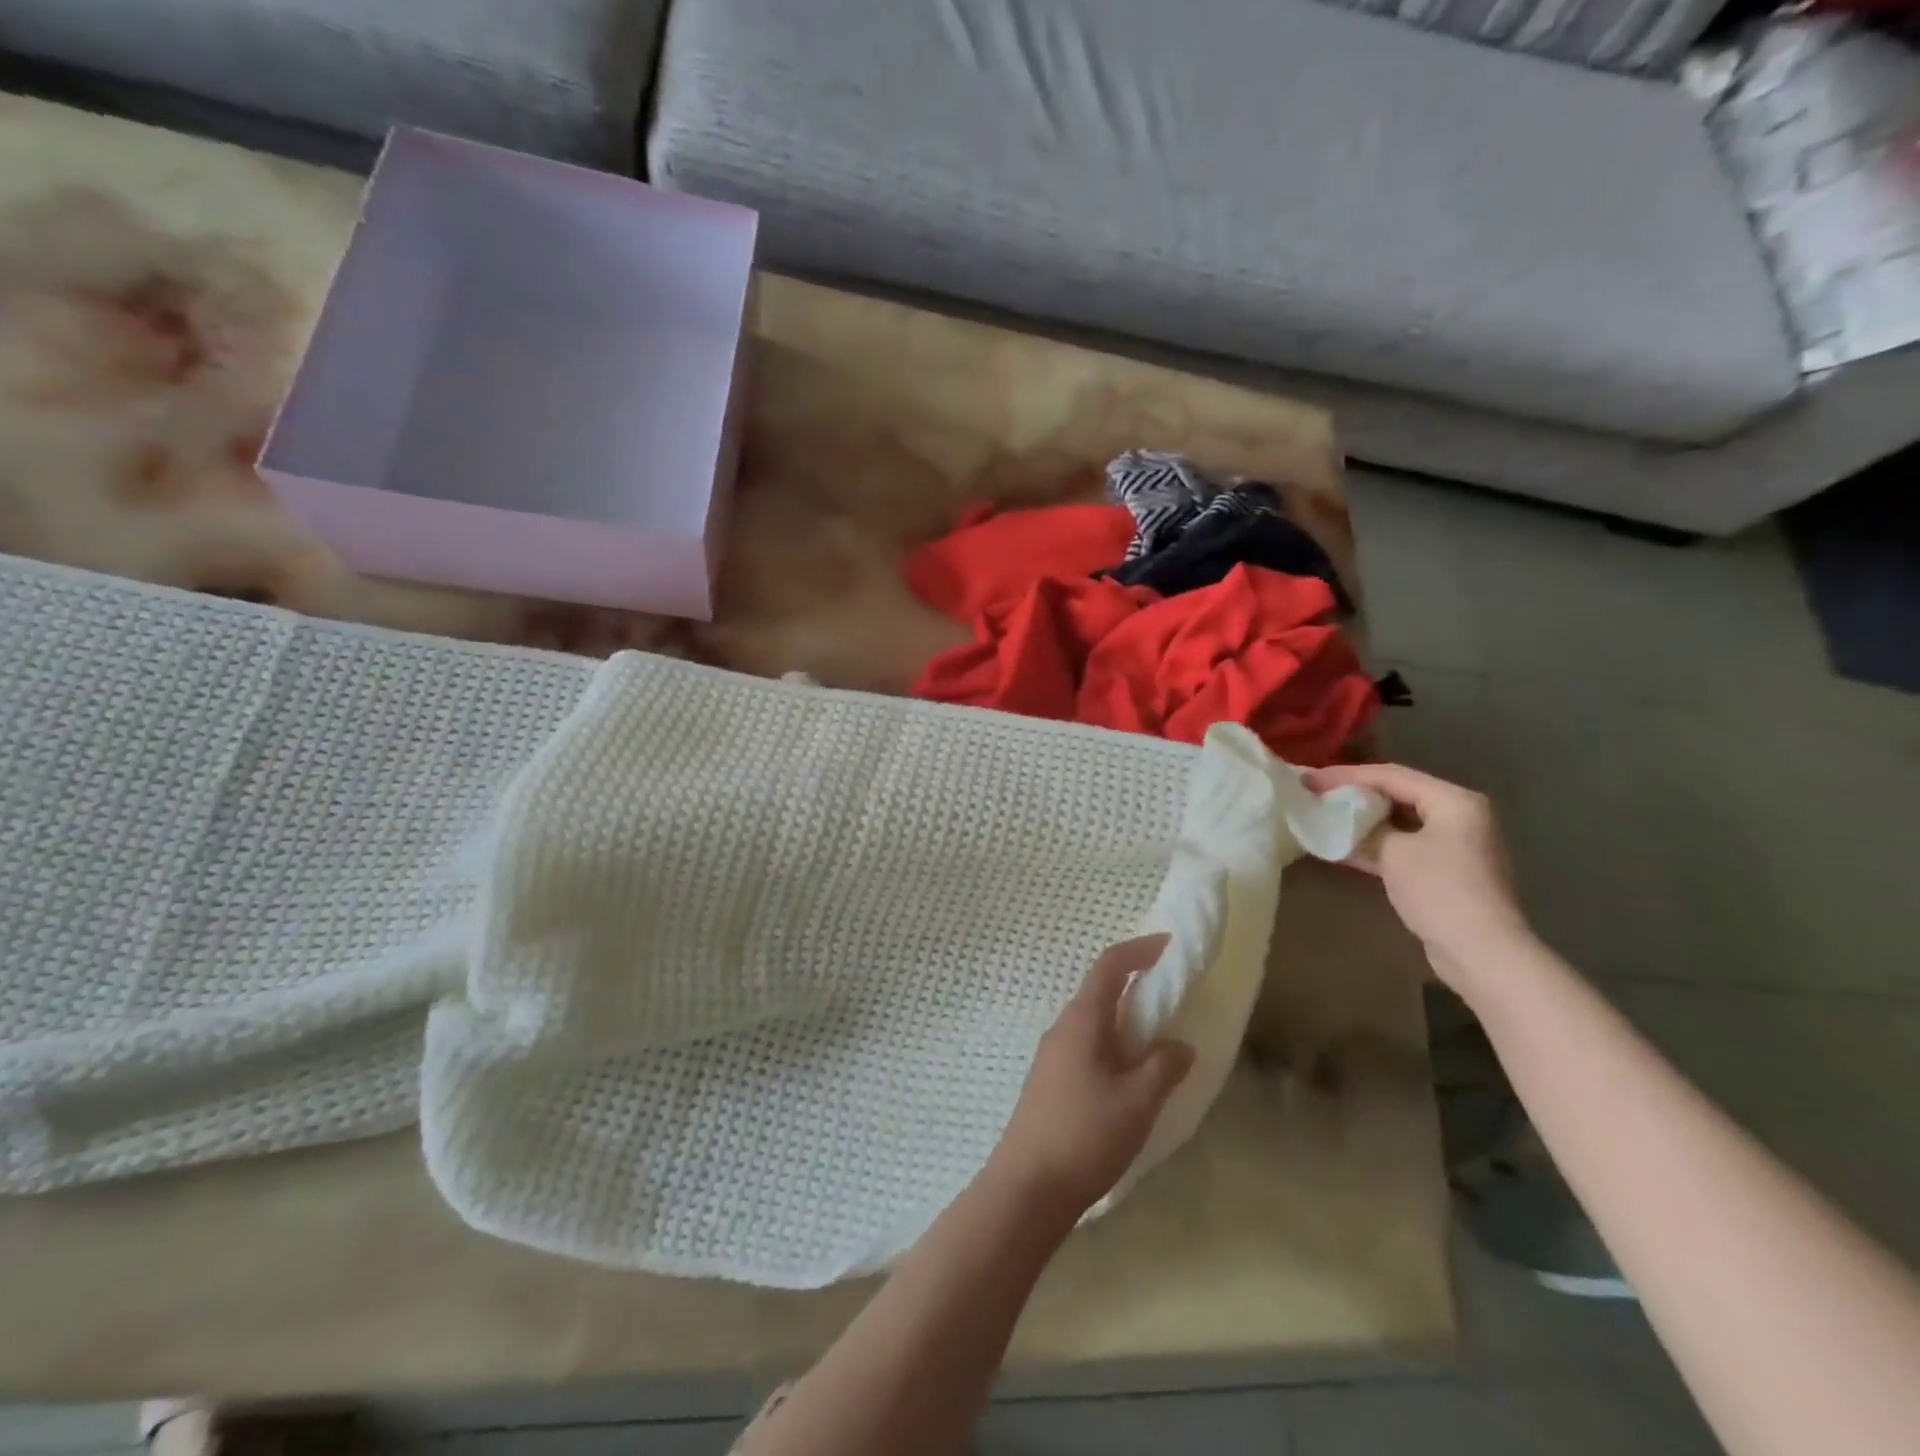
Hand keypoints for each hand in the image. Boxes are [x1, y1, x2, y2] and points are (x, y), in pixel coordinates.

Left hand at [986, 936, 1194, 1220]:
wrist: (1027, 1185)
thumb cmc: (1085, 1135)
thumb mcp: (1137, 1102)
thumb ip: (1163, 1068)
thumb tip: (1179, 1045)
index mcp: (1082, 1021)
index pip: (1109, 966)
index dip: (1138, 950)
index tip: (1167, 945)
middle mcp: (1063, 1028)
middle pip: (1099, 991)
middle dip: (1134, 985)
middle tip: (1170, 994)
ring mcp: (1052, 1055)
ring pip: (1094, 1022)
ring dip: (1124, 1020)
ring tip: (1157, 1039)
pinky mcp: (1050, 1081)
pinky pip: (1086, 1046)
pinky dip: (1113, 1045)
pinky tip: (1130, 1075)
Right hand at [1305, 763, 1534, 991]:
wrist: (1481, 952)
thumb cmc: (1440, 891)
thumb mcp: (1394, 853)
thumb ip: (1366, 830)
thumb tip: (1339, 822)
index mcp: (1454, 801)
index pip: (1391, 775)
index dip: (1345, 776)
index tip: (1308, 780)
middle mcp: (1459, 815)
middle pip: (1397, 794)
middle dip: (1354, 795)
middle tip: (1314, 795)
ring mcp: (1455, 844)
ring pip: (1398, 821)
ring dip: (1362, 821)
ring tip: (1323, 816)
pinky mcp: (1446, 871)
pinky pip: (1403, 845)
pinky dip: (1375, 843)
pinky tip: (1342, 846)